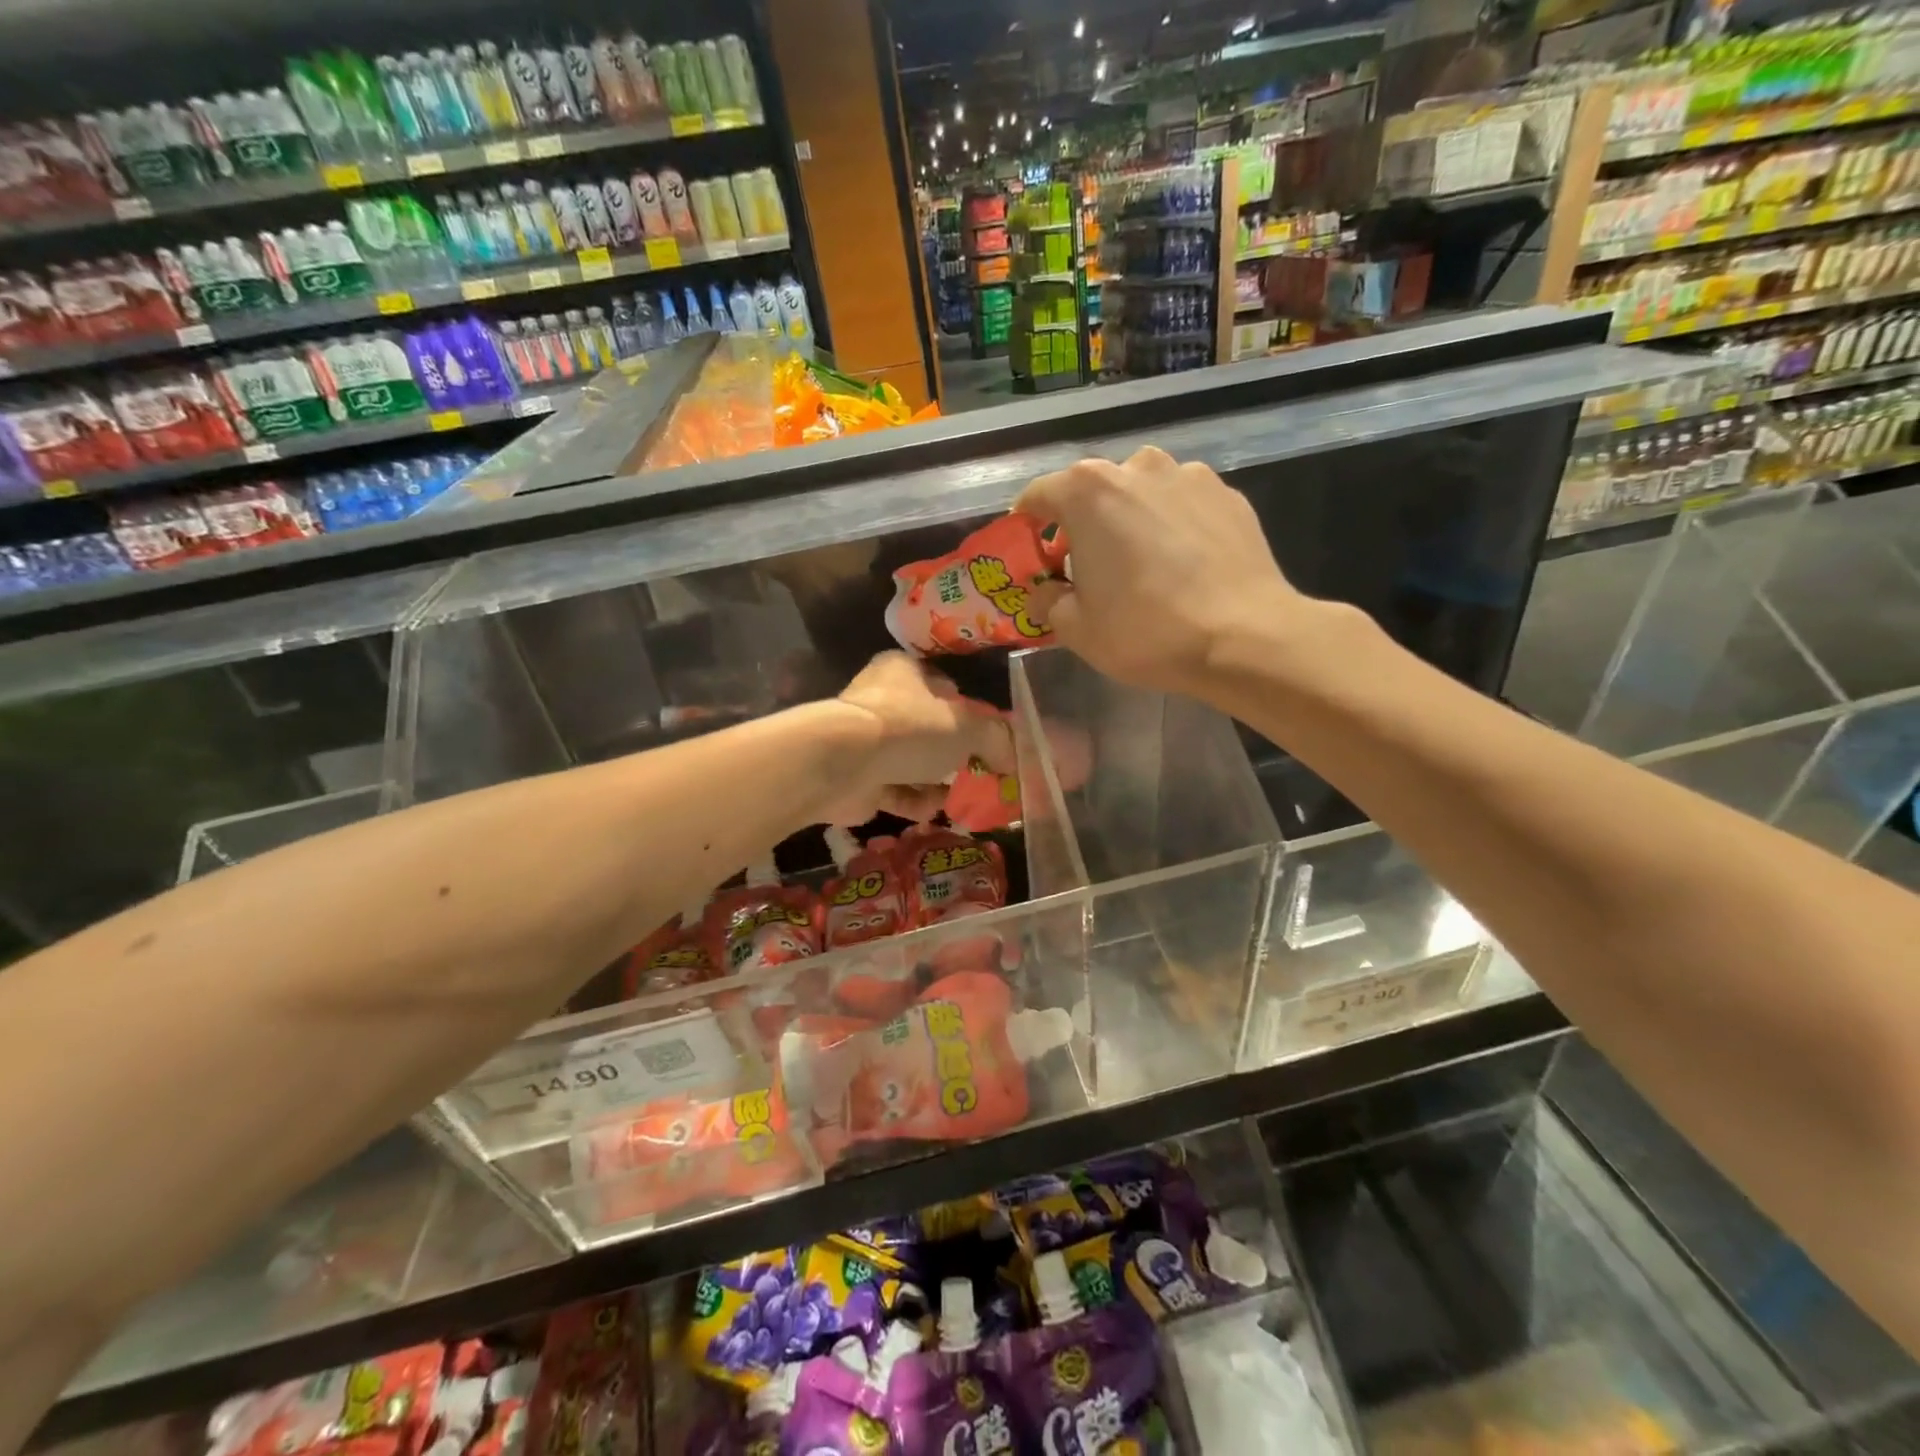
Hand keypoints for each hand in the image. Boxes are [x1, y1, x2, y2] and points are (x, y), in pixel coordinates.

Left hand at [818, 652, 1015, 824]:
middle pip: (929, 728)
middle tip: (980, 774)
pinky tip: (934, 811)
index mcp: (904, 670)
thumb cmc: (908, 728)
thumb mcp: (967, 726)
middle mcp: (882, 700)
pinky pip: (895, 789)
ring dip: (936, 782)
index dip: (970, 712)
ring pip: (912, 762)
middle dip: (954, 754)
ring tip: (962, 798)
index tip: (989, 739)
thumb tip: (1012, 759)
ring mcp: (866, 740)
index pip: (945, 687)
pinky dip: (915, 801)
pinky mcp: (857, 777)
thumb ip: (996, 739)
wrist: (842, 764)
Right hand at [1016, 447, 1305, 694]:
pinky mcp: (1228, 495)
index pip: (1037, 496)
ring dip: (1131, 519)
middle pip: (1092, 490)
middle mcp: (1136, 467)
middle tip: (1087, 566)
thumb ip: (1047, 600)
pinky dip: (1172, 526)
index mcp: (1087, 492)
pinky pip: (1183, 505)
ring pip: (1142, 492)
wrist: (1244, 637)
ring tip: (1141, 563)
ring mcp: (1188, 476)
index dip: (1026, 525)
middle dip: (1082, 523)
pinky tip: (1183, 566)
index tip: (1029, 552)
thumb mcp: (1076, 629)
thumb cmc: (1145, 630)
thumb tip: (1044, 591)